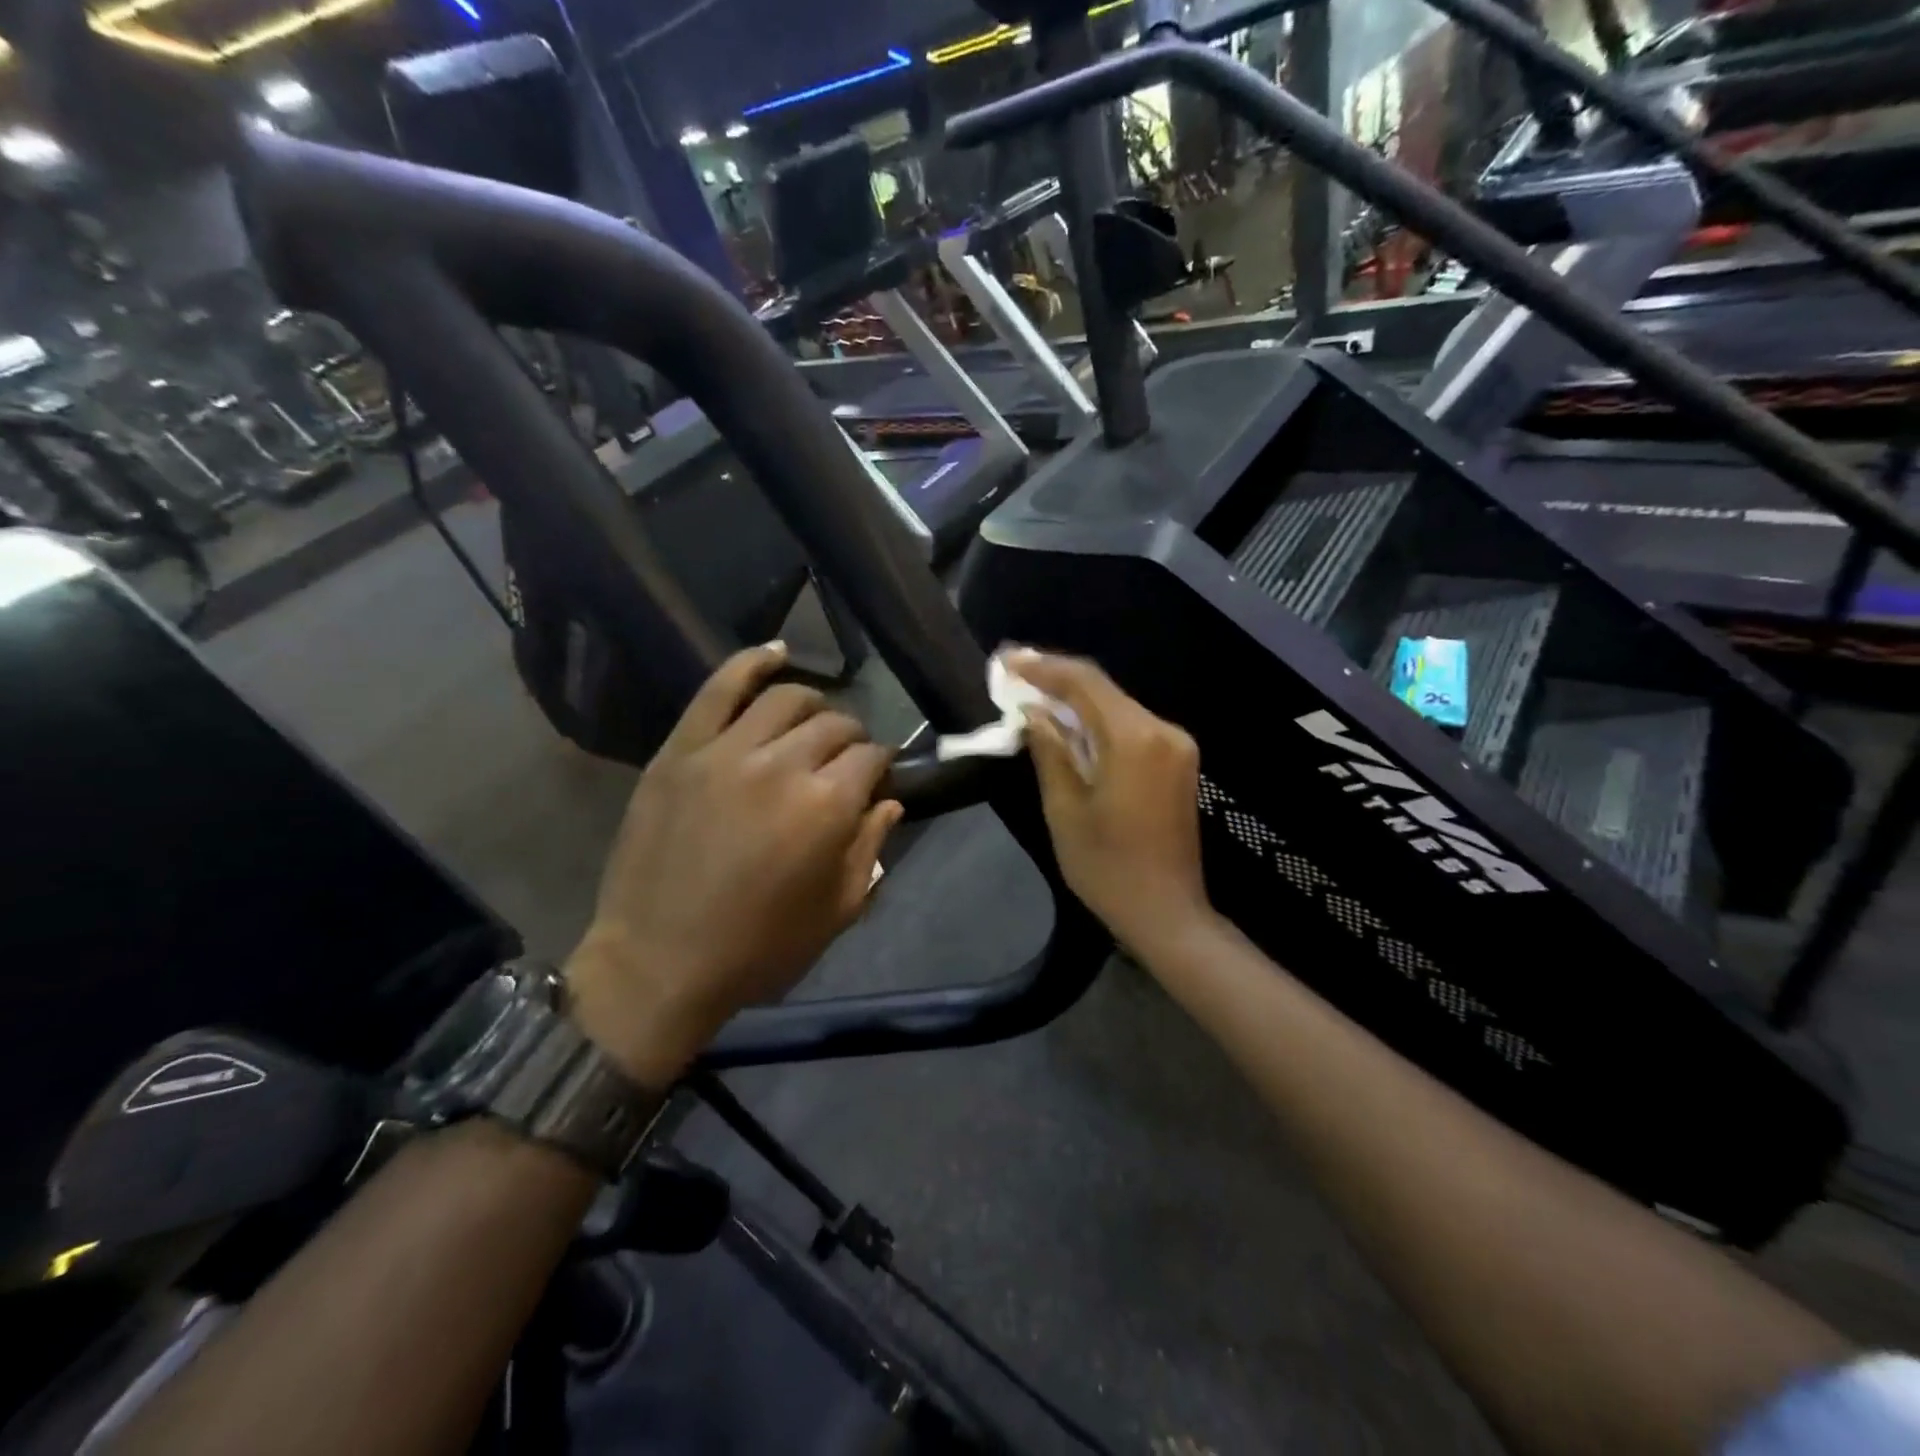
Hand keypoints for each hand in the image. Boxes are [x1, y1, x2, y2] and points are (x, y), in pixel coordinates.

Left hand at [565, 643, 901, 1085]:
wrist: (657, 963)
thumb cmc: (757, 949)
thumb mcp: (836, 912)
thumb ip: (871, 849)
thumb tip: (888, 801)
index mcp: (827, 807)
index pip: (871, 758)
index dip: (880, 766)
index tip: (876, 779)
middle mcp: (783, 765)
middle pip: (835, 724)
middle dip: (852, 738)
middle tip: (845, 760)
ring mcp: (727, 751)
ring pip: (787, 698)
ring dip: (814, 704)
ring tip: (813, 721)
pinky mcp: (682, 749)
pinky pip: (719, 688)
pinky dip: (751, 662)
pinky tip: (775, 652)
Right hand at [1006, 649, 1212, 956]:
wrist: (1167, 913)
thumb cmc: (1107, 868)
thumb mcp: (1064, 809)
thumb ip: (1050, 751)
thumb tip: (1033, 712)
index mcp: (1134, 739)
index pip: (1084, 683)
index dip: (1042, 667)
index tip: (1006, 661)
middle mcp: (1162, 730)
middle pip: (1102, 689)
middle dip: (1056, 678)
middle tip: (1012, 672)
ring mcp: (1175, 745)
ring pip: (1116, 706)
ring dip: (1074, 699)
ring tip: (1031, 692)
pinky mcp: (1177, 761)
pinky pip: (1130, 726)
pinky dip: (1096, 720)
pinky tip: (1067, 723)